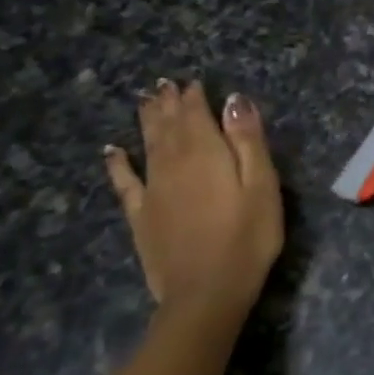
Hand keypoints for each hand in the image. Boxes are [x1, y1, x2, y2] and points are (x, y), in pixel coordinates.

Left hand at [104, 79, 282, 325]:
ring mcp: (152, 191)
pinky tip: (111, 151)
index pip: (196, 115)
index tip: (193, 82)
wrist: (206, 293)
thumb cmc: (247, 238)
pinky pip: (124, 182)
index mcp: (206, 154)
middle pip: (168, 126)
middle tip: (163, 84)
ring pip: (147, 145)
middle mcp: (173, 164)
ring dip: (146, 121)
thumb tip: (234, 99)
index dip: (194, 97)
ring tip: (144, 101)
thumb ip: (247, 141)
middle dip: (167, 103)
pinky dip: (117, 163)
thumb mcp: (262, 186)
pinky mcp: (140, 216)